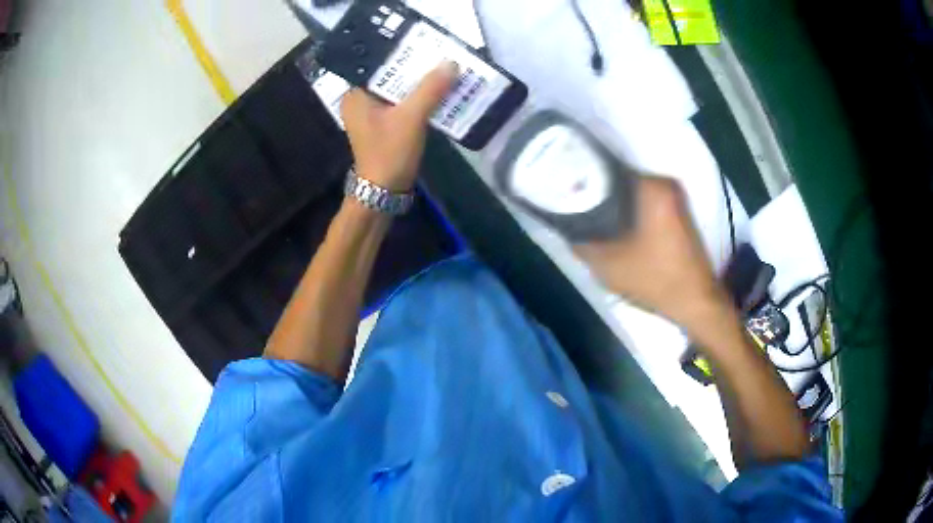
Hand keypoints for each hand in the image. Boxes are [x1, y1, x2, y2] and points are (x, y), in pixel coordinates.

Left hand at [341, 62, 459, 191]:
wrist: (384, 192)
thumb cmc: (389, 152)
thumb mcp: (411, 118)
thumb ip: (430, 89)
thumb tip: (451, 63)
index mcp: (356, 94)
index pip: (376, 62)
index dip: (398, 51)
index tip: (421, 41)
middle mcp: (360, 100)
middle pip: (389, 75)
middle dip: (413, 67)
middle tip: (438, 52)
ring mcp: (372, 114)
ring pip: (398, 90)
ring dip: (419, 83)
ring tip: (443, 68)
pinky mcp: (384, 125)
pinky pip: (402, 104)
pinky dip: (418, 98)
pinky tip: (438, 91)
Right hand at [575, 177, 733, 333]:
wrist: (695, 302)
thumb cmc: (655, 279)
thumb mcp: (608, 265)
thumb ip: (581, 243)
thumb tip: (566, 228)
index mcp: (652, 187)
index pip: (608, 168)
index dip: (584, 178)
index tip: (567, 191)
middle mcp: (667, 185)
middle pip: (620, 180)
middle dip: (599, 193)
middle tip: (576, 208)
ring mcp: (676, 199)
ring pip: (633, 193)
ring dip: (615, 204)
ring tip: (592, 218)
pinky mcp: (680, 214)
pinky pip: (646, 204)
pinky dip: (631, 213)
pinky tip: (617, 229)